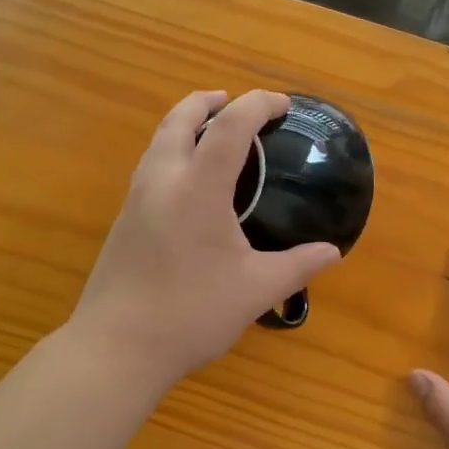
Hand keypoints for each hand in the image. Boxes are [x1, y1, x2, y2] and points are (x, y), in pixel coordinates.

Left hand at [71, 90, 342, 391]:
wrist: (116, 347)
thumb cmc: (191, 314)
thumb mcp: (255, 290)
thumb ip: (298, 266)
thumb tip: (332, 252)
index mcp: (198, 188)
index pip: (230, 126)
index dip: (258, 105)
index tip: (282, 105)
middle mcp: (162, 181)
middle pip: (180, 119)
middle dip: (208, 101)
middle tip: (234, 103)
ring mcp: (135, 199)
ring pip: (158, 141)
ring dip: (186, 124)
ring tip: (212, 134)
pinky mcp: (122, 220)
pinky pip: (150, 166)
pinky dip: (172, 151)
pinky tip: (189, 183)